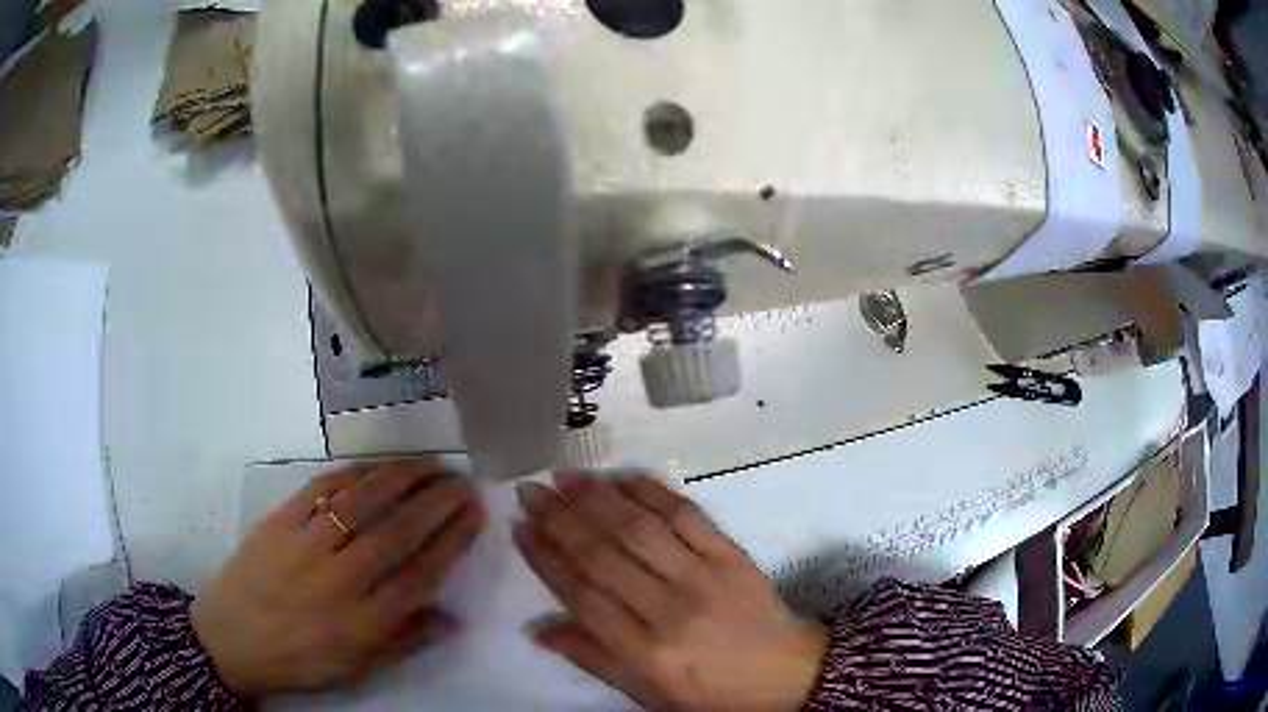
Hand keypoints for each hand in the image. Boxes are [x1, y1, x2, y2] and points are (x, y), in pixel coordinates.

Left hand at [191, 462, 484, 695]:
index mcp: (362, 623)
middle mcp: (338, 580)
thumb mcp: (358, 668)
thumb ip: (405, 642)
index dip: (452, 541)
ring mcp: (305, 545)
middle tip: (463, 481)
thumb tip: (453, 619)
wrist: (232, 638)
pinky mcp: (278, 522)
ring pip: (362, 503)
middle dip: (436, 503)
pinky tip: (377, 467)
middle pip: (396, 532)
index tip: (474, 514)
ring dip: (401, 479)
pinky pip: (321, 489)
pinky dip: (354, 474)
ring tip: (430, 464)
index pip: (419, 575)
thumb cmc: (300, 660)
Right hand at [514, 472, 826, 710]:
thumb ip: (593, 658)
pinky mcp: (731, 554)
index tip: (520, 529)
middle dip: (560, 519)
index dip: (546, 560)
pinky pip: (686, 515)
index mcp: (646, 653)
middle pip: (604, 556)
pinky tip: (622, 477)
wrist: (786, 672)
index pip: (583, 597)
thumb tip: (538, 628)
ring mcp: (705, 577)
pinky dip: (652, 492)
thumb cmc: (711, 691)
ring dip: (597, 498)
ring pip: (639, 529)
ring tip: (564, 477)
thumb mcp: (647, 692)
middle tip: (530, 491)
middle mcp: (670, 610)